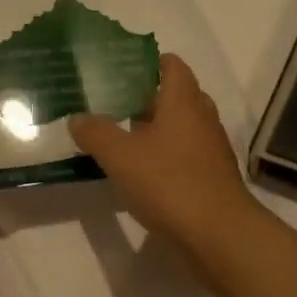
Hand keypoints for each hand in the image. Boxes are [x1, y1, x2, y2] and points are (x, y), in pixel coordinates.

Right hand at [69, 53, 260, 255]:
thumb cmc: (169, 183)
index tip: (120, 70)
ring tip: (122, 138)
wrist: (218, 233)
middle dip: (147, 98)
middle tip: (113, 105)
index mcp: (183, 102)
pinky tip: (142, 173)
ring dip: (155, 130)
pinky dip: (165, 157)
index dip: (148, 63)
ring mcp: (211, 149)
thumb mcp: (121, 156)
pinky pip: (185, 155)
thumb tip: (77, 118)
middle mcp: (202, 118)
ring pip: (181, 128)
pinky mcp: (211, 177)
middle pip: (176, 96)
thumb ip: (96, 133)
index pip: (172, 65)